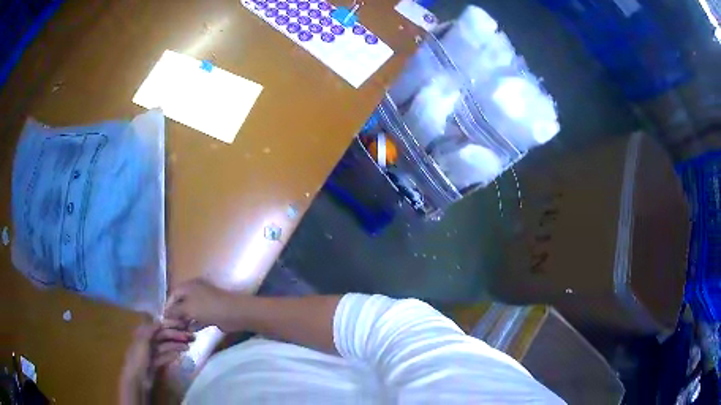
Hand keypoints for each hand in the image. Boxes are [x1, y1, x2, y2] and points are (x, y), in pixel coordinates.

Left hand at [120, 321, 193, 396]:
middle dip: (176, 335)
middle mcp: (147, 341)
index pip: (158, 325)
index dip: (169, 324)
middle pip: (163, 336)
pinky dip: (172, 354)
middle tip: (190, 337)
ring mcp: (151, 352)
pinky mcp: (155, 363)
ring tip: (188, 347)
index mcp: (143, 333)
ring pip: (166, 346)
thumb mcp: (143, 342)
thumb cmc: (138, 358)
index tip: (182, 324)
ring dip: (176, 345)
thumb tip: (160, 319)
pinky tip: (179, 354)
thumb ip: (151, 330)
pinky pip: (165, 356)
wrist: (137, 378)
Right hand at [164, 279, 240, 331]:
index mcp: (189, 286)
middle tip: (171, 328)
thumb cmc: (208, 307)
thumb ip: (175, 311)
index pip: (173, 294)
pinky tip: (191, 332)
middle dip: (176, 315)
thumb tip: (165, 314)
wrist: (234, 313)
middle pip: (181, 303)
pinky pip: (199, 318)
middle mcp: (195, 292)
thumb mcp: (188, 308)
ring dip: (185, 321)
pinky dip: (195, 324)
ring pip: (190, 312)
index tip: (164, 319)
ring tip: (180, 331)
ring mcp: (204, 303)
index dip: (168, 306)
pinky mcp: (212, 313)